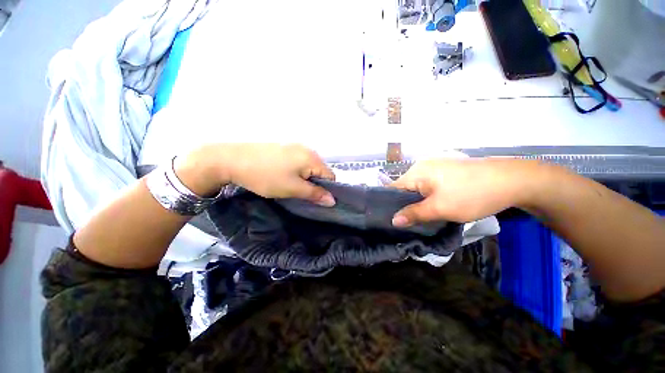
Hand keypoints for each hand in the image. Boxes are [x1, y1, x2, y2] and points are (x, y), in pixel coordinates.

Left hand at [177, 144, 335, 205]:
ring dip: (304, 178)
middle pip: (320, 171)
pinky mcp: (284, 148)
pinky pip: (298, 162)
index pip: (330, 176)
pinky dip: (296, 171)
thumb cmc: (266, 176)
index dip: (326, 190)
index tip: (314, 199)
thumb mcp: (292, 189)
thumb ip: (315, 194)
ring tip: (290, 186)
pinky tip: (283, 176)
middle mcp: (307, 149)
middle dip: (314, 184)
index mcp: (312, 158)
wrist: (232, 160)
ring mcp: (294, 147)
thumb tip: (333, 200)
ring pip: (308, 167)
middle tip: (300, 194)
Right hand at [391, 158, 536, 225]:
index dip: (390, 205)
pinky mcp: (446, 172)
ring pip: (418, 189)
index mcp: (416, 171)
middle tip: (406, 223)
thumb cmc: (471, 194)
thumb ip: (414, 214)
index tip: (390, 220)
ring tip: (419, 218)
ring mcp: (435, 167)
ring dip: (418, 203)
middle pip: (405, 189)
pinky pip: (429, 186)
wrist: (512, 181)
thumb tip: (393, 221)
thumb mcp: (440, 208)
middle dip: (405, 206)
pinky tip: (433, 207)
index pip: (393, 189)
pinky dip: (428, 197)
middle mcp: (422, 166)